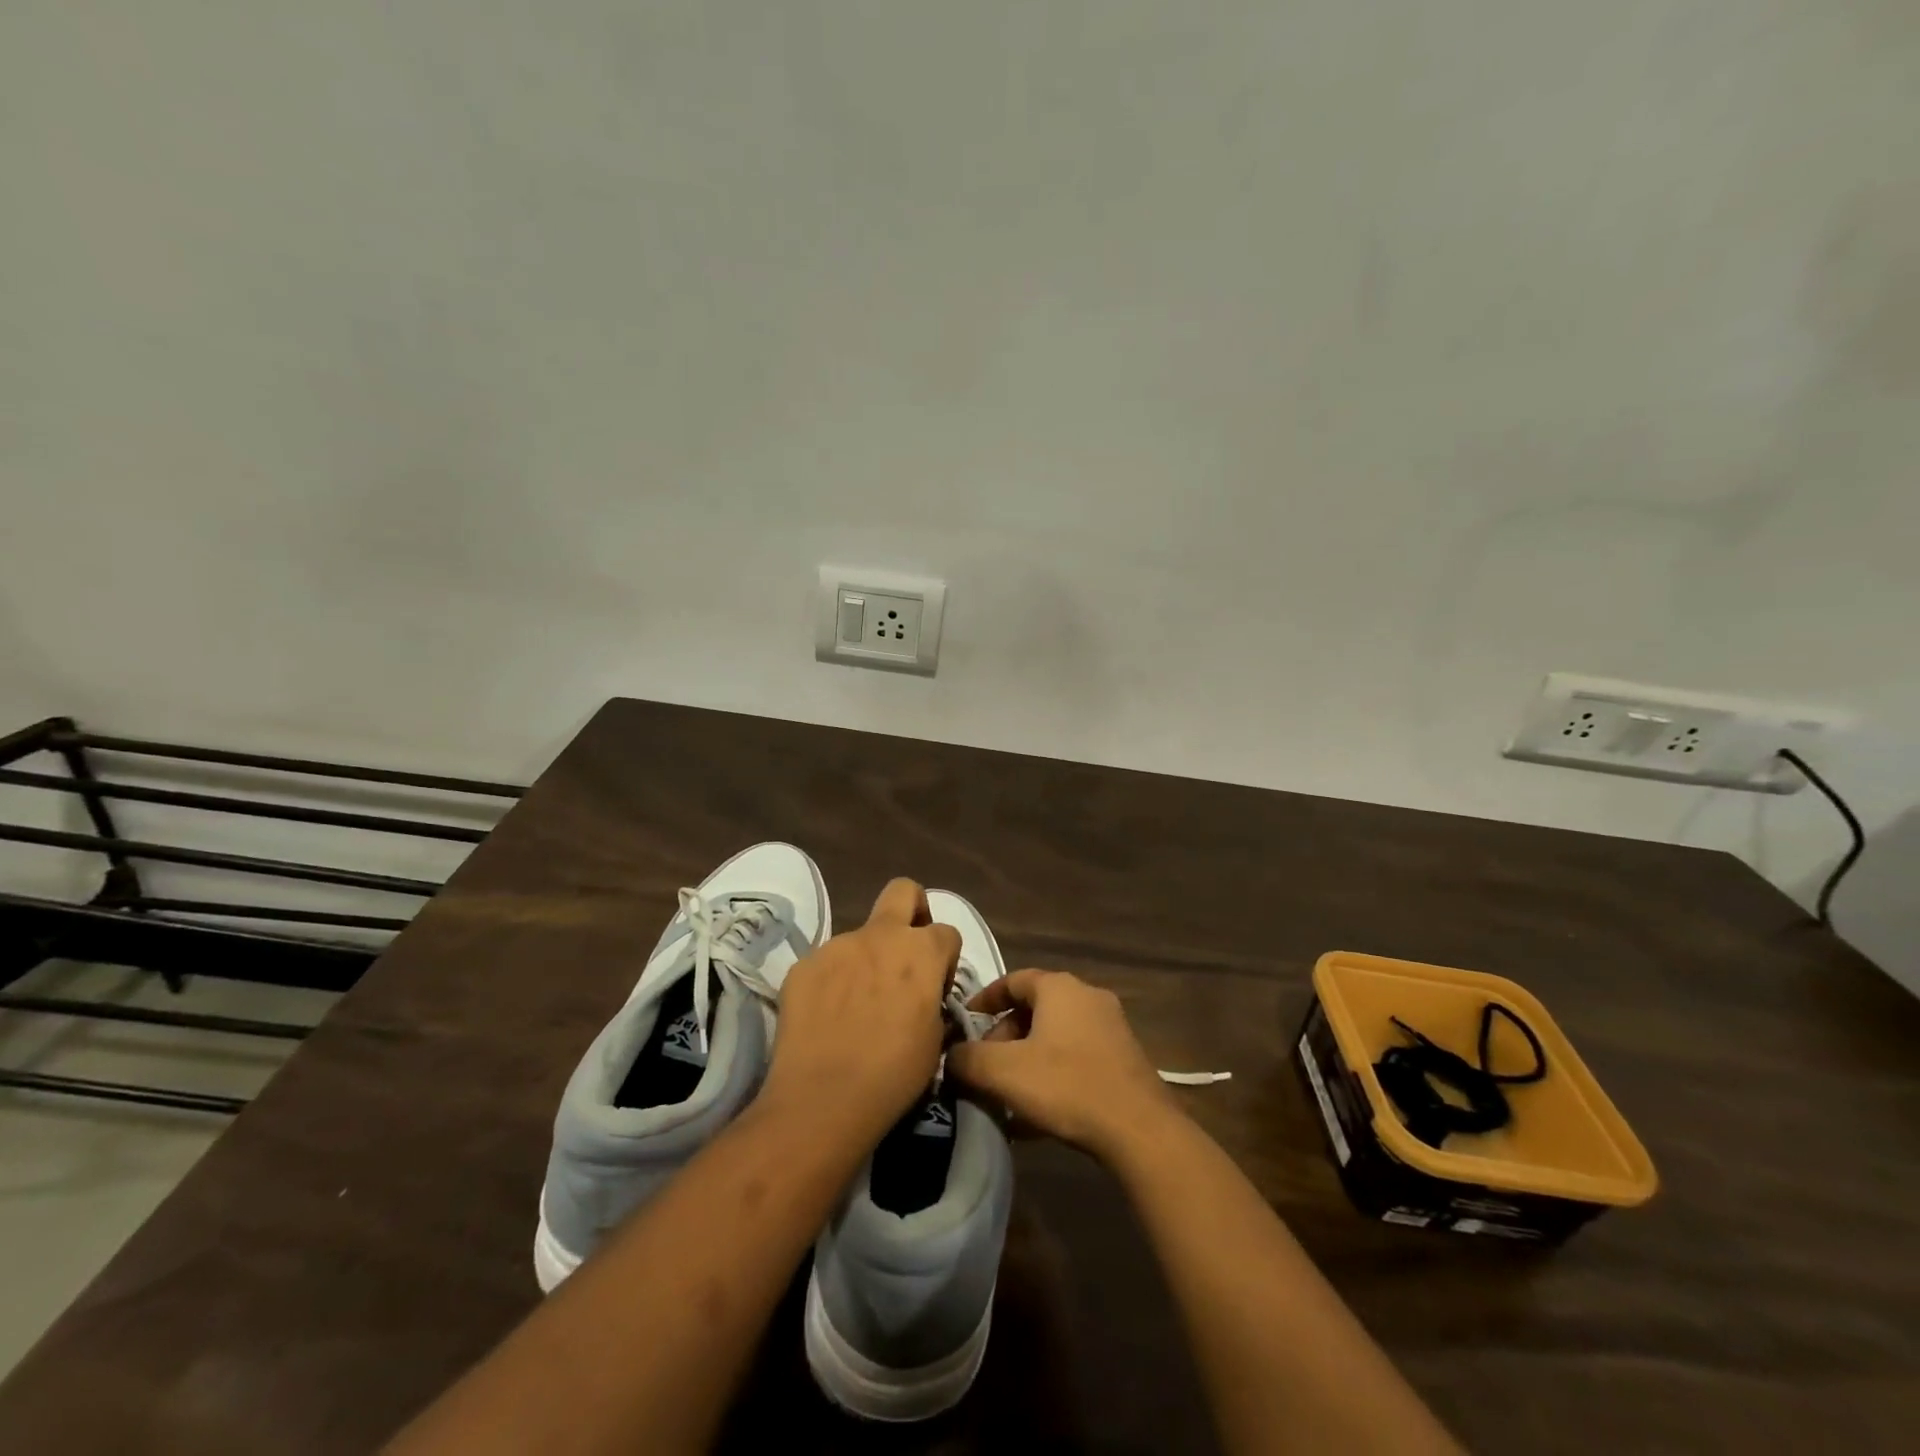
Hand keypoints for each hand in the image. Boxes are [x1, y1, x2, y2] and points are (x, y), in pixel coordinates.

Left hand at [760, 879, 961, 1146]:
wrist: (823, 1098)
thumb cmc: (894, 1074)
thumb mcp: (935, 1040)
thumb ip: (933, 1000)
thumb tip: (924, 993)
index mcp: (920, 952)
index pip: (947, 931)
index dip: (946, 957)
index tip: (936, 986)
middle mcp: (880, 936)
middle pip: (903, 891)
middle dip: (912, 907)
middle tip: (906, 949)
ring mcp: (837, 946)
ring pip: (859, 937)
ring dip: (865, 960)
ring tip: (855, 1007)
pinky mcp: (803, 964)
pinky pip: (826, 963)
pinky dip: (832, 982)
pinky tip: (827, 1018)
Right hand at [946, 969, 1181, 1160]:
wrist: (1139, 1129)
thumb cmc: (1066, 1085)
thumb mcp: (1003, 1072)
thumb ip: (967, 1059)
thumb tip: (950, 1056)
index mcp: (1059, 987)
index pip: (1012, 980)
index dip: (984, 1000)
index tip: (964, 1023)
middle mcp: (1087, 997)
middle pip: (1034, 1010)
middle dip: (1004, 1037)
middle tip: (986, 1068)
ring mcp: (1111, 1027)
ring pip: (1055, 1037)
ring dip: (1028, 1060)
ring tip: (1008, 1095)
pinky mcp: (1124, 1059)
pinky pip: (1076, 1059)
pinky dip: (1053, 1076)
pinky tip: (1038, 1114)